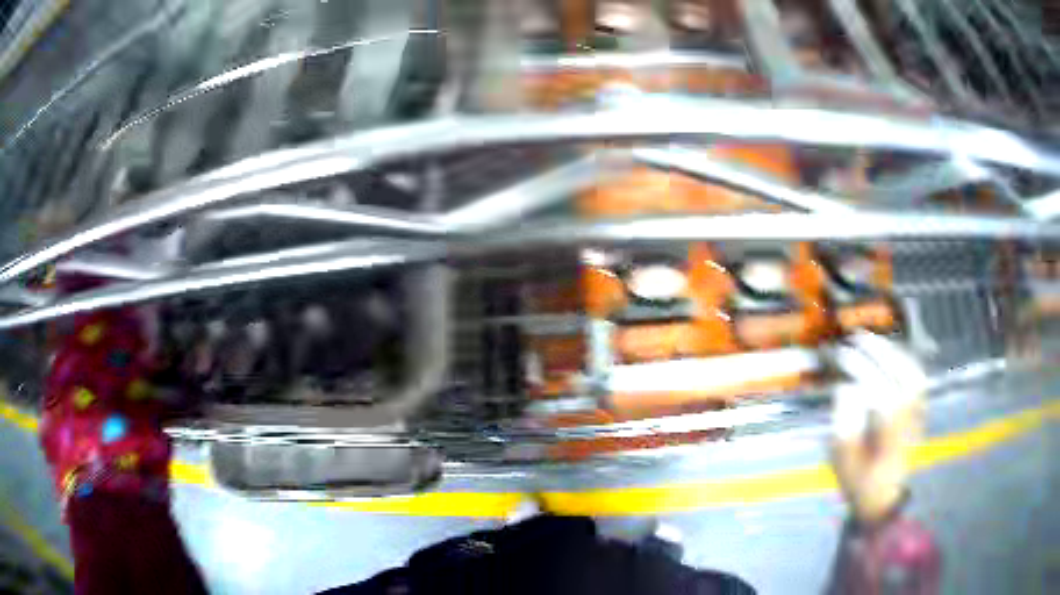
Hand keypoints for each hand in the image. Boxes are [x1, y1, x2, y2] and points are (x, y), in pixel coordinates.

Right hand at [829, 332, 926, 524]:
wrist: (885, 499)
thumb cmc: (860, 483)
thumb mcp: (844, 461)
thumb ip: (844, 424)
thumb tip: (845, 388)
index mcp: (889, 439)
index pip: (880, 394)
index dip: (862, 371)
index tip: (842, 356)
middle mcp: (910, 422)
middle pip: (902, 378)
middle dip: (879, 352)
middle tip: (857, 337)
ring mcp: (919, 415)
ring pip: (914, 374)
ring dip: (893, 352)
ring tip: (873, 340)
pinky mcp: (921, 411)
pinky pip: (917, 378)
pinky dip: (904, 360)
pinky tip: (890, 354)